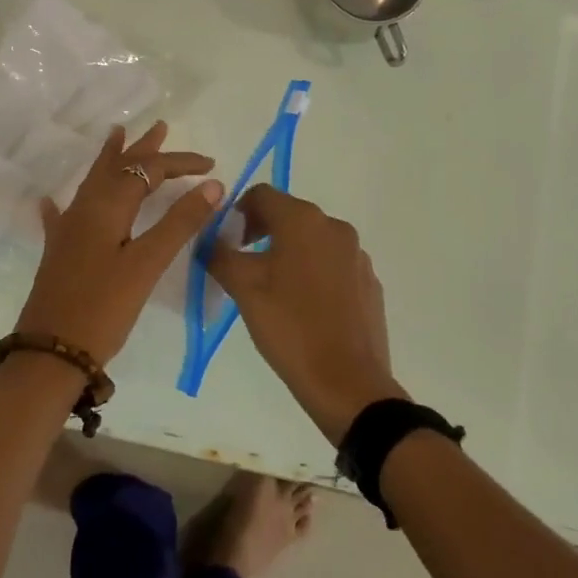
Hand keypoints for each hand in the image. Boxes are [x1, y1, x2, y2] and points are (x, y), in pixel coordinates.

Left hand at [17, 122, 223, 365]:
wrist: (50, 353)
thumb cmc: (103, 308)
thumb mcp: (147, 264)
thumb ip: (179, 222)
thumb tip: (213, 184)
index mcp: (108, 206)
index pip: (148, 170)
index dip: (180, 163)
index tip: (212, 165)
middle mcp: (85, 209)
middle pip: (118, 167)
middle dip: (142, 148)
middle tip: (159, 127)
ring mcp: (68, 230)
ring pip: (93, 182)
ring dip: (110, 160)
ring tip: (116, 136)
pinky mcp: (58, 253)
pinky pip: (63, 214)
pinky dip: (64, 203)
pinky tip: (50, 201)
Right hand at [208, 185, 405, 443]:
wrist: (348, 383)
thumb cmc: (290, 328)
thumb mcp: (243, 289)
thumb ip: (220, 255)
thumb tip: (207, 239)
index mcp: (303, 220)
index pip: (262, 195)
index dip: (238, 212)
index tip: (227, 241)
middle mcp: (335, 227)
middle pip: (289, 214)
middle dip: (262, 232)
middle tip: (244, 264)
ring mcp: (357, 255)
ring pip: (313, 240)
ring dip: (289, 252)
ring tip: (274, 288)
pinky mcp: (369, 282)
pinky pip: (334, 264)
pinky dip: (314, 272)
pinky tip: (305, 306)